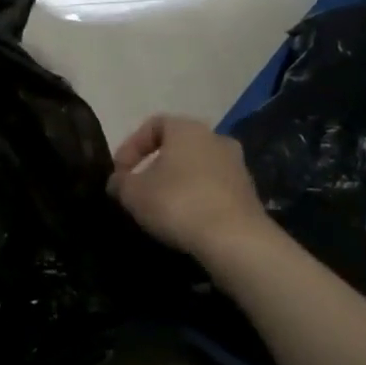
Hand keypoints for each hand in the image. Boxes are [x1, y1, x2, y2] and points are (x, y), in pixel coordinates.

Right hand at [108, 114, 273, 262]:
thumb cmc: (177, 203)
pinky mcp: (248, 193)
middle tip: (139, 188)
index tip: (120, 172)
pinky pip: (213, 188)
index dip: (131, 146)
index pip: (153, 125)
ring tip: (160, 208)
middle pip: (177, 146)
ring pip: (197, 168)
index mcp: (187, 128)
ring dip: (177, 182)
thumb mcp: (133, 193)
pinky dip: (196, 198)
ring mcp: (237, 165)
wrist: (234, 239)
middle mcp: (216, 138)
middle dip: (155, 165)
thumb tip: (117, 181)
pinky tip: (185, 220)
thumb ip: (120, 182)